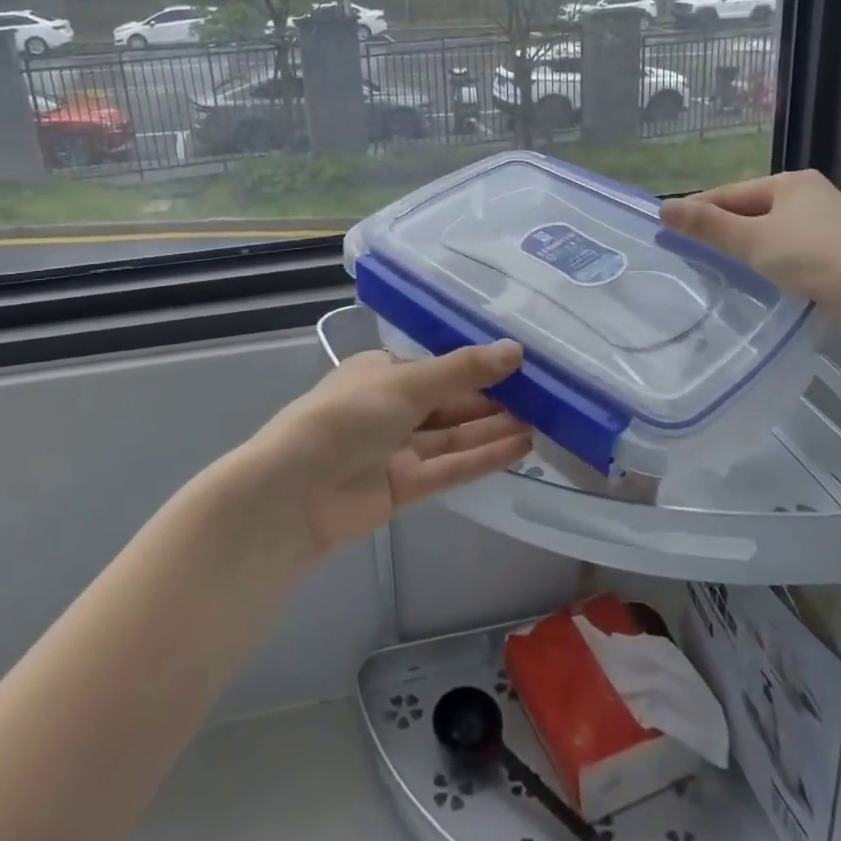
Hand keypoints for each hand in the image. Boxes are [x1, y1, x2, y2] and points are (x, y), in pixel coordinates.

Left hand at [240, 342, 531, 558]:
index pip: (438, 366)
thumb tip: (516, 349)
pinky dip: (483, 458)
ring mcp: (397, 449)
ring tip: (544, 420)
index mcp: (382, 373)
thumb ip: (463, 370)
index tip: (521, 364)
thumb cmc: (348, 416)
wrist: (296, 491)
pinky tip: (520, 447)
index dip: (478, 365)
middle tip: (544, 395)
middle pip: (450, 401)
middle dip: (492, 398)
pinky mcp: (404, 487)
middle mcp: (391, 408)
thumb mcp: (407, 382)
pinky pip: (450, 466)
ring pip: (454, 435)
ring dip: (493, 428)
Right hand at [659, 170, 840, 315]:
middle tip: (692, 247)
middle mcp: (811, 192)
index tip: (670, 226)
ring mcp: (830, 219)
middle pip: (752, 207)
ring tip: (722, 260)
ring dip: (746, 240)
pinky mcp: (840, 245)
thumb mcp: (751, 240)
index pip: (730, 193)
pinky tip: (762, 270)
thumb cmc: (810, 258)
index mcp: (790, 181)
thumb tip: (663, 208)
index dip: (699, 209)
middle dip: (723, 225)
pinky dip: (771, 252)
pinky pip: (791, 242)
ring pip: (772, 226)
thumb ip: (707, 225)